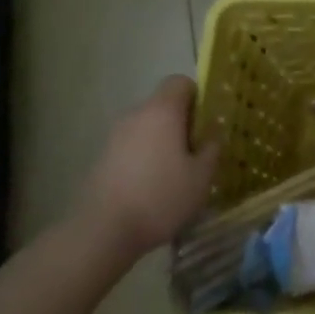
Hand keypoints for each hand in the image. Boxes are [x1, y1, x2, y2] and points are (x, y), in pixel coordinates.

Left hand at [76, 76, 219, 259]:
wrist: (102, 232)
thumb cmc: (160, 197)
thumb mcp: (201, 177)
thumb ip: (211, 148)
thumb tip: (212, 134)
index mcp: (162, 111)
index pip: (180, 82)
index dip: (198, 96)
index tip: (207, 122)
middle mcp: (136, 115)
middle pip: (163, 105)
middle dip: (182, 122)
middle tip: (197, 152)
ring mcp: (114, 136)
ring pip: (147, 127)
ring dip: (163, 141)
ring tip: (176, 174)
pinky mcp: (102, 158)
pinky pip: (132, 146)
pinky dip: (145, 157)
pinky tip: (153, 188)